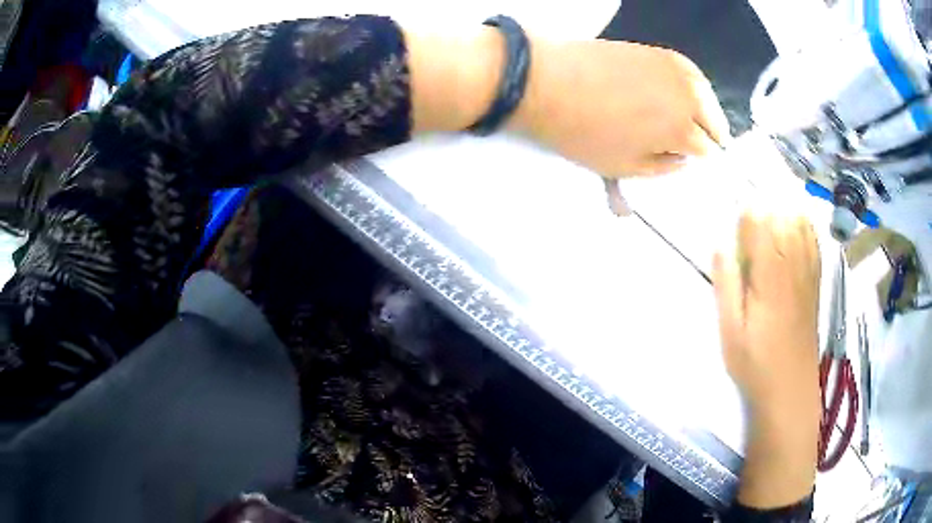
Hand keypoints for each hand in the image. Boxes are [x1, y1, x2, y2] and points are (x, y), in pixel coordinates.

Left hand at [514, 39, 730, 176]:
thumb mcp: (624, 168)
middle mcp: (688, 97)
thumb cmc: (584, 132)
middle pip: (714, 121)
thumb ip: (662, 167)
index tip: (696, 161)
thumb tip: (682, 159)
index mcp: (681, 131)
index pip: (707, 150)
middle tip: (701, 144)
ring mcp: (674, 69)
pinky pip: (690, 70)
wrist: (548, 82)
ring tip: (701, 122)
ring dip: (707, 110)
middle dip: (710, 135)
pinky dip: (694, 84)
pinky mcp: (658, 51)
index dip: (702, 159)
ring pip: (706, 94)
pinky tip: (690, 91)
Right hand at [713, 211, 821, 508]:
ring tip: (767, 221)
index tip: (734, 223)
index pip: (760, 222)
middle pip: (781, 214)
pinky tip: (792, 228)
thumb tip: (721, 242)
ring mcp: (808, 271)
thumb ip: (726, 284)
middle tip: (748, 223)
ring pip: (799, 221)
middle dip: (763, 208)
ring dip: (782, 211)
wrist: (790, 387)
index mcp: (770, 275)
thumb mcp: (730, 330)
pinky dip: (802, 224)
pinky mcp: (816, 280)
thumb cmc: (755, 362)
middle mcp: (793, 264)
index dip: (745, 214)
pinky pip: (813, 239)